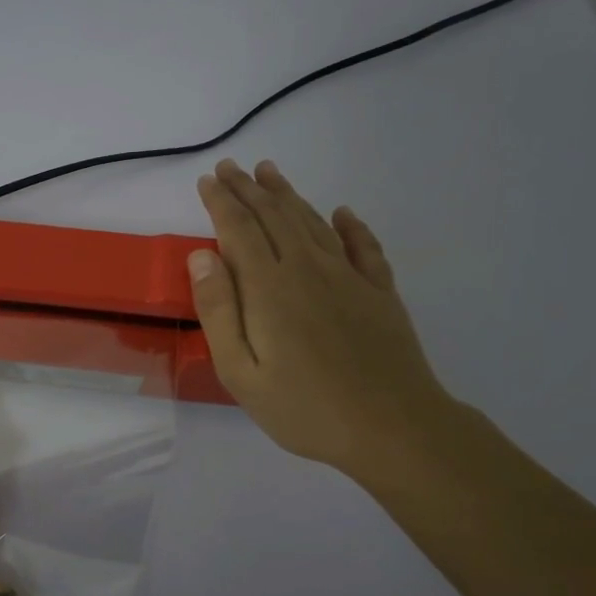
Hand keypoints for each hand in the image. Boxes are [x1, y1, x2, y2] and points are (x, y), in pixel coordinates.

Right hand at [189, 159, 458, 483]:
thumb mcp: (241, 372)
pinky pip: (363, 246)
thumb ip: (218, 311)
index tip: (207, 181)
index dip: (221, 202)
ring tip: (270, 173)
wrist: (393, 427)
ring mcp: (349, 277)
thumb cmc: (304, 408)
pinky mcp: (379, 292)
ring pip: (312, 222)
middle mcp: (307, 268)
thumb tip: (201, 256)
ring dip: (288, 195)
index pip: (238, 230)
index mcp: (268, 287)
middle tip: (230, 167)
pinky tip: (343, 213)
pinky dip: (350, 225)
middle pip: (274, 217)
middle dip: (248, 189)